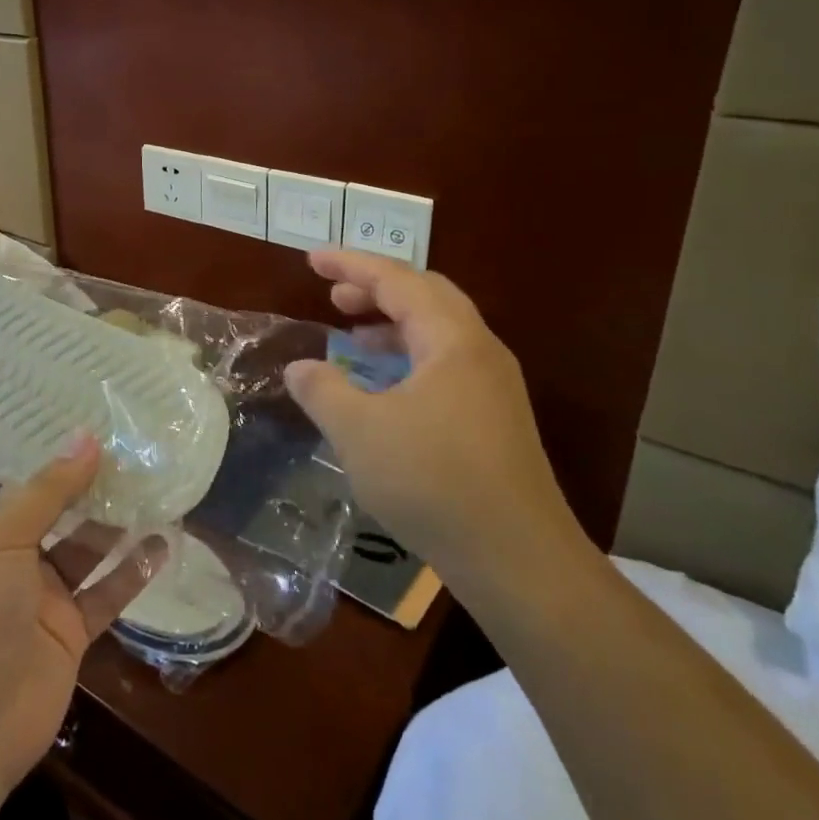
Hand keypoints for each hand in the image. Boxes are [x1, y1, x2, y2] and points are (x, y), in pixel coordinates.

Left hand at [0, 434, 165, 802]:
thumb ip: (47, 489)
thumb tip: (88, 437)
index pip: (4, 475)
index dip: (35, 447)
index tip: (72, 411)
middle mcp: (7, 555)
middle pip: (52, 507)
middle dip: (85, 479)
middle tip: (128, 440)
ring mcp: (40, 594)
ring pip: (84, 546)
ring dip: (115, 520)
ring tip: (152, 481)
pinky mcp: (68, 631)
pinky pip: (106, 592)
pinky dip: (133, 570)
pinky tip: (164, 542)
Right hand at [283, 248, 584, 588]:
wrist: (519, 560)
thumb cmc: (434, 482)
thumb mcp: (359, 432)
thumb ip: (322, 390)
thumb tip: (299, 369)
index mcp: (452, 340)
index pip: (397, 280)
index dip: (350, 265)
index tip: (312, 259)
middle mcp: (479, 352)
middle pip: (426, 296)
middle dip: (376, 288)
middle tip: (334, 296)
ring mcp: (492, 387)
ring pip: (438, 332)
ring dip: (392, 324)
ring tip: (352, 337)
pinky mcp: (494, 420)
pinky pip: (444, 364)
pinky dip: (407, 358)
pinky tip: (383, 388)